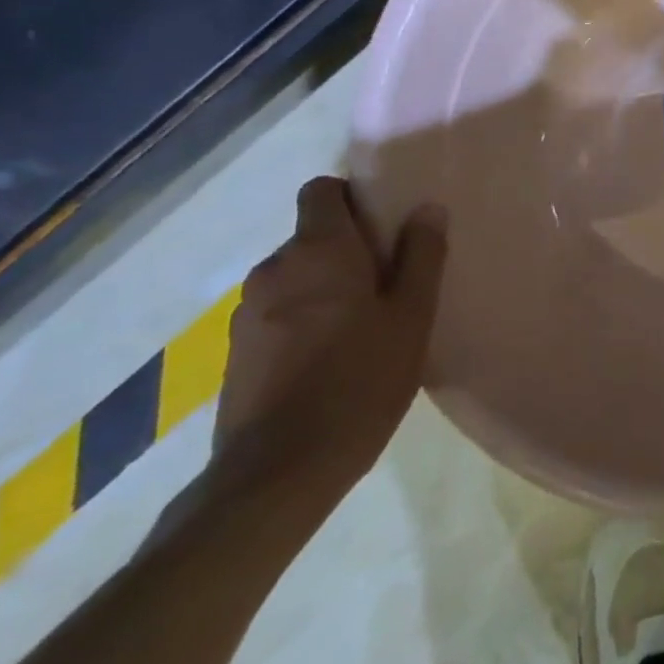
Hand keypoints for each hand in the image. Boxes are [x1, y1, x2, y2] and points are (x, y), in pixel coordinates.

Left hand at [213, 177, 446, 504]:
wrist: (277, 473)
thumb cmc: (359, 381)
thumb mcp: (411, 316)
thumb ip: (422, 256)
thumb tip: (427, 208)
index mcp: (318, 251)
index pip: (321, 190)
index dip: (353, 198)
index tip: (385, 227)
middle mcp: (273, 269)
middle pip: (312, 235)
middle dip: (348, 248)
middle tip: (390, 283)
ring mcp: (247, 312)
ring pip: (296, 276)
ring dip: (325, 286)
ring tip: (362, 326)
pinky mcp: (236, 351)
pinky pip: (278, 312)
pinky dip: (304, 319)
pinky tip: (329, 359)